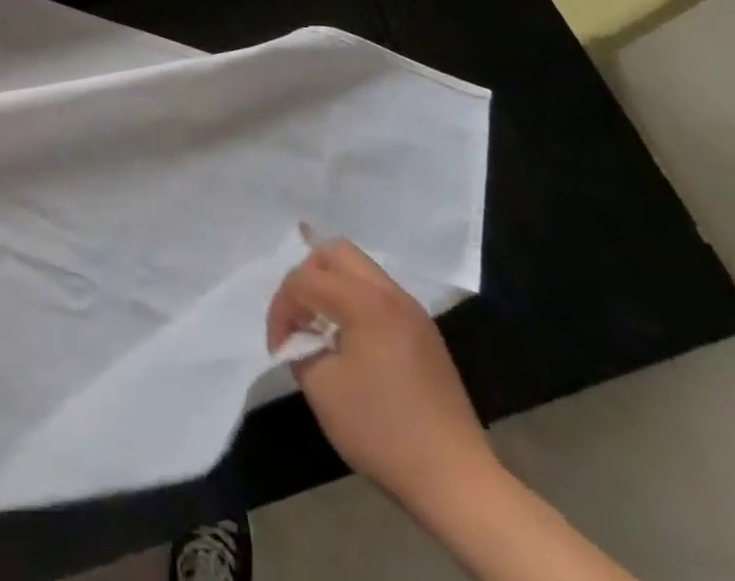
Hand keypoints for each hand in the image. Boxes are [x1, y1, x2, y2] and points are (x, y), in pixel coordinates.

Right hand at [267, 235, 496, 517]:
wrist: (456, 482)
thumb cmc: (382, 431)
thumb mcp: (322, 389)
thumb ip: (300, 347)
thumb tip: (300, 336)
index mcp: (366, 301)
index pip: (305, 279)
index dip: (282, 308)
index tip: (278, 346)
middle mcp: (391, 293)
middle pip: (335, 252)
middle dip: (306, 277)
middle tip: (298, 316)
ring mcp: (413, 311)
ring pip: (359, 269)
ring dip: (331, 286)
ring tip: (320, 326)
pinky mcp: (424, 332)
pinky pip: (378, 293)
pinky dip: (354, 301)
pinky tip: (349, 339)